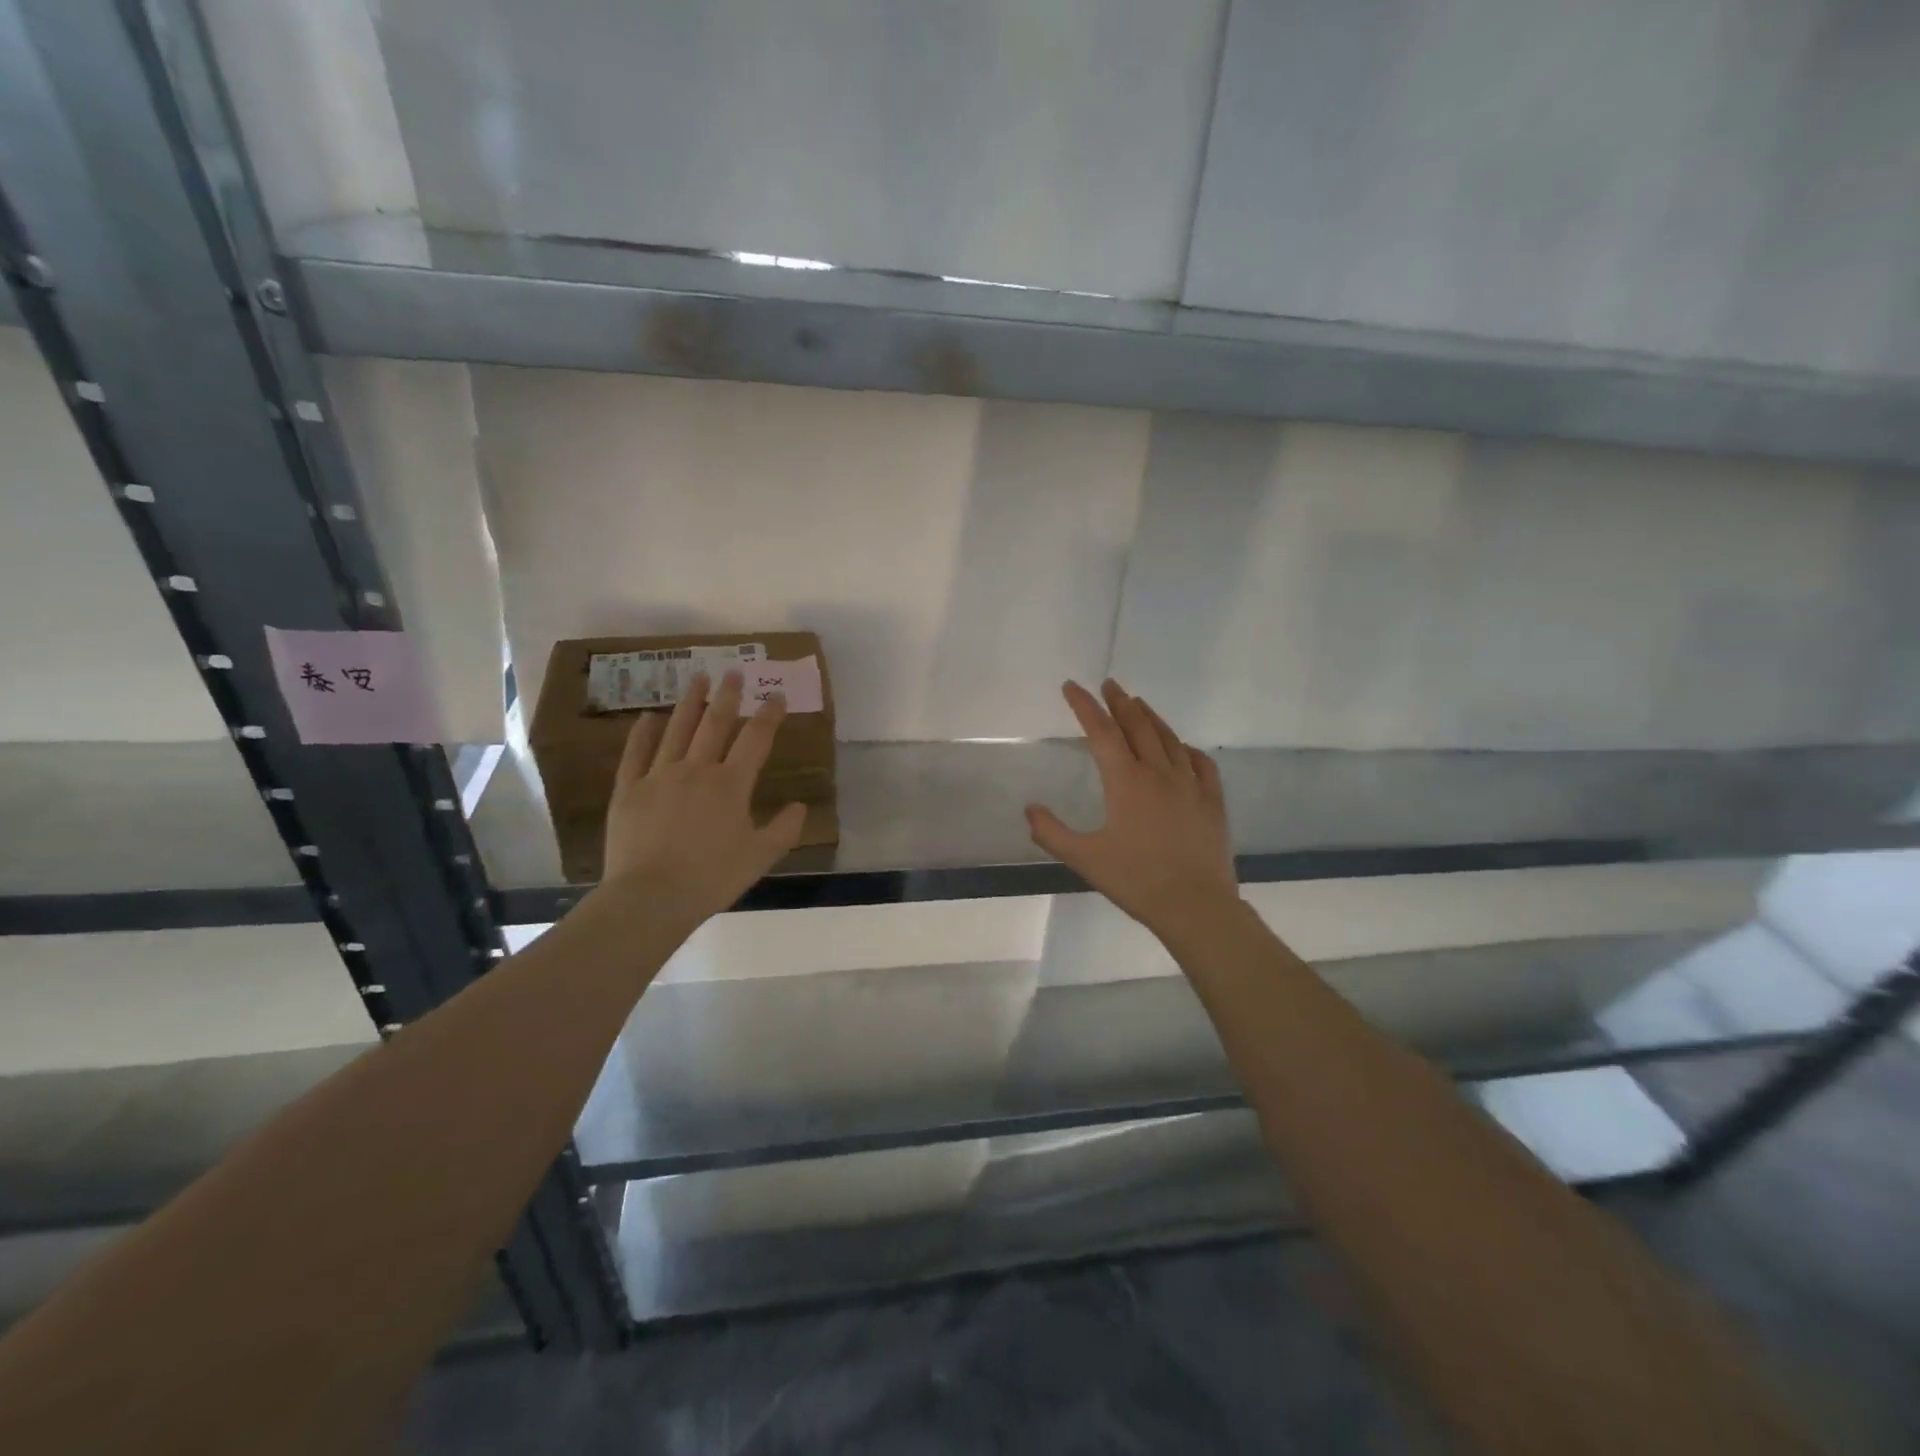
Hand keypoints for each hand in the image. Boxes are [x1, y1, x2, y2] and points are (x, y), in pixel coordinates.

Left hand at [599, 670, 806, 926]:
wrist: (651, 896)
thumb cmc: (712, 878)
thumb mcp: (760, 857)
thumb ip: (784, 829)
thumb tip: (800, 806)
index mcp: (731, 784)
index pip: (756, 740)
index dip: (769, 716)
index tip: (777, 697)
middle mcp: (697, 770)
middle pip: (715, 724)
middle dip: (728, 696)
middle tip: (734, 672)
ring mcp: (659, 776)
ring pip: (677, 730)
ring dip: (690, 702)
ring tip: (697, 678)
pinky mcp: (628, 789)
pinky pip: (636, 753)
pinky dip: (643, 732)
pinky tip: (648, 716)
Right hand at [1026, 679, 1239, 941]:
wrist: (1196, 905)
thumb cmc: (1136, 880)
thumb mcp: (1084, 858)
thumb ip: (1052, 832)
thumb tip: (1029, 809)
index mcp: (1125, 781)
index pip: (1101, 732)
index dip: (1084, 706)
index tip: (1071, 686)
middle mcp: (1158, 772)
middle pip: (1137, 725)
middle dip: (1119, 702)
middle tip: (1109, 684)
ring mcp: (1190, 784)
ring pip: (1168, 739)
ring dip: (1150, 717)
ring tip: (1138, 704)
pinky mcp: (1212, 801)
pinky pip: (1201, 763)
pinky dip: (1186, 749)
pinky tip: (1182, 748)